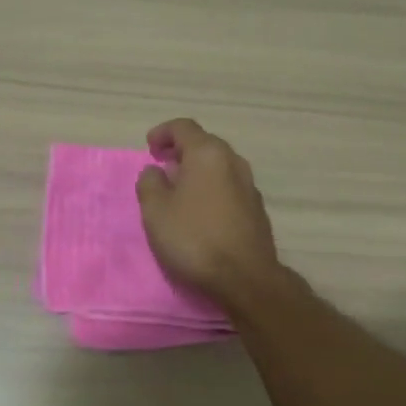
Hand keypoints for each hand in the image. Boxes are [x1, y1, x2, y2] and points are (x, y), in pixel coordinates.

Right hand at [135, 118, 280, 304]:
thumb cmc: (193, 237)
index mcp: (208, 154)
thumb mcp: (155, 210)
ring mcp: (249, 185)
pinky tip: (199, 210)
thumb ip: (150, 183)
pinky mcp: (256, 209)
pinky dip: (210, 187)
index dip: (162, 132)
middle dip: (180, 151)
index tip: (149, 148)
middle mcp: (233, 161)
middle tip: (161, 166)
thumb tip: (156, 171)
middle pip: (204, 144)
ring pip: (218, 166)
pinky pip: (228, 186)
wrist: (245, 278)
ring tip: (178, 189)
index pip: (183, 127)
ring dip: (196, 170)